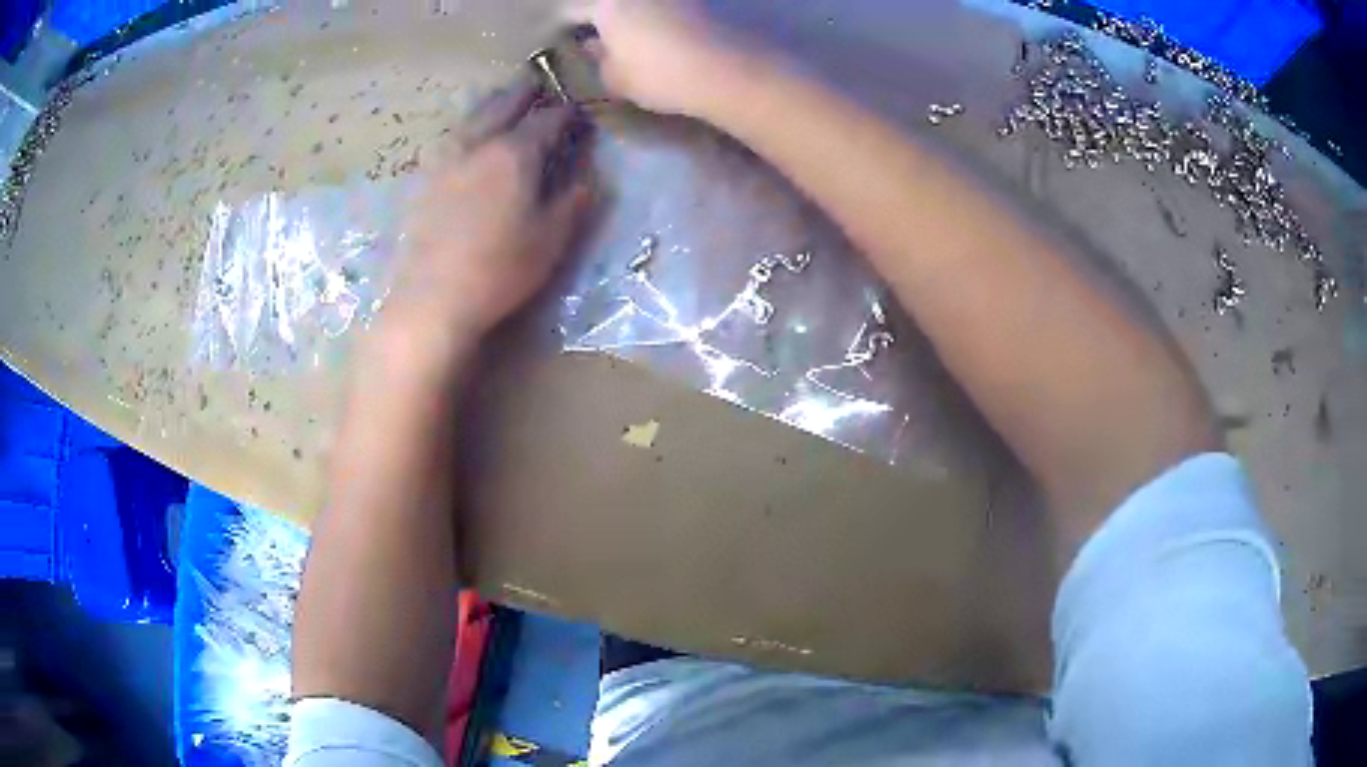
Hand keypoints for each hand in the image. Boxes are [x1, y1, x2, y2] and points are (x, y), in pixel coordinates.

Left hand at [377, 79, 595, 368]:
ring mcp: (446, 160)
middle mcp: (479, 145)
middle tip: (538, 85)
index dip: (566, 113)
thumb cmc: (500, 270)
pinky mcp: (426, 181)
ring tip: (505, 102)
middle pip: (504, 105)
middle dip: (525, 93)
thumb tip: (589, 176)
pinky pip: (453, 139)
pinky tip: (470, 139)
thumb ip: (573, 200)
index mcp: (514, 154)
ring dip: (493, 105)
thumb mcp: (551, 239)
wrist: (432, 299)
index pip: (547, 120)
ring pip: (473, 117)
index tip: (578, 111)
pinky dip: (469, 128)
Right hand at [565, 0, 749, 117]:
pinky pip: (669, 7)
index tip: (563, 38)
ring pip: (642, 5)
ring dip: (634, 16)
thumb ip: (599, 62)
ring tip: (634, 36)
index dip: (563, 25)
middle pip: (609, 3)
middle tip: (597, 37)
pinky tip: (665, 32)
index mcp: (607, 3)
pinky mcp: (700, 0)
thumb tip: (594, 48)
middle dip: (601, 17)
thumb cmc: (661, 74)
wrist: (729, 69)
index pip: (572, 10)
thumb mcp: (617, 79)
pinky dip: (661, 17)